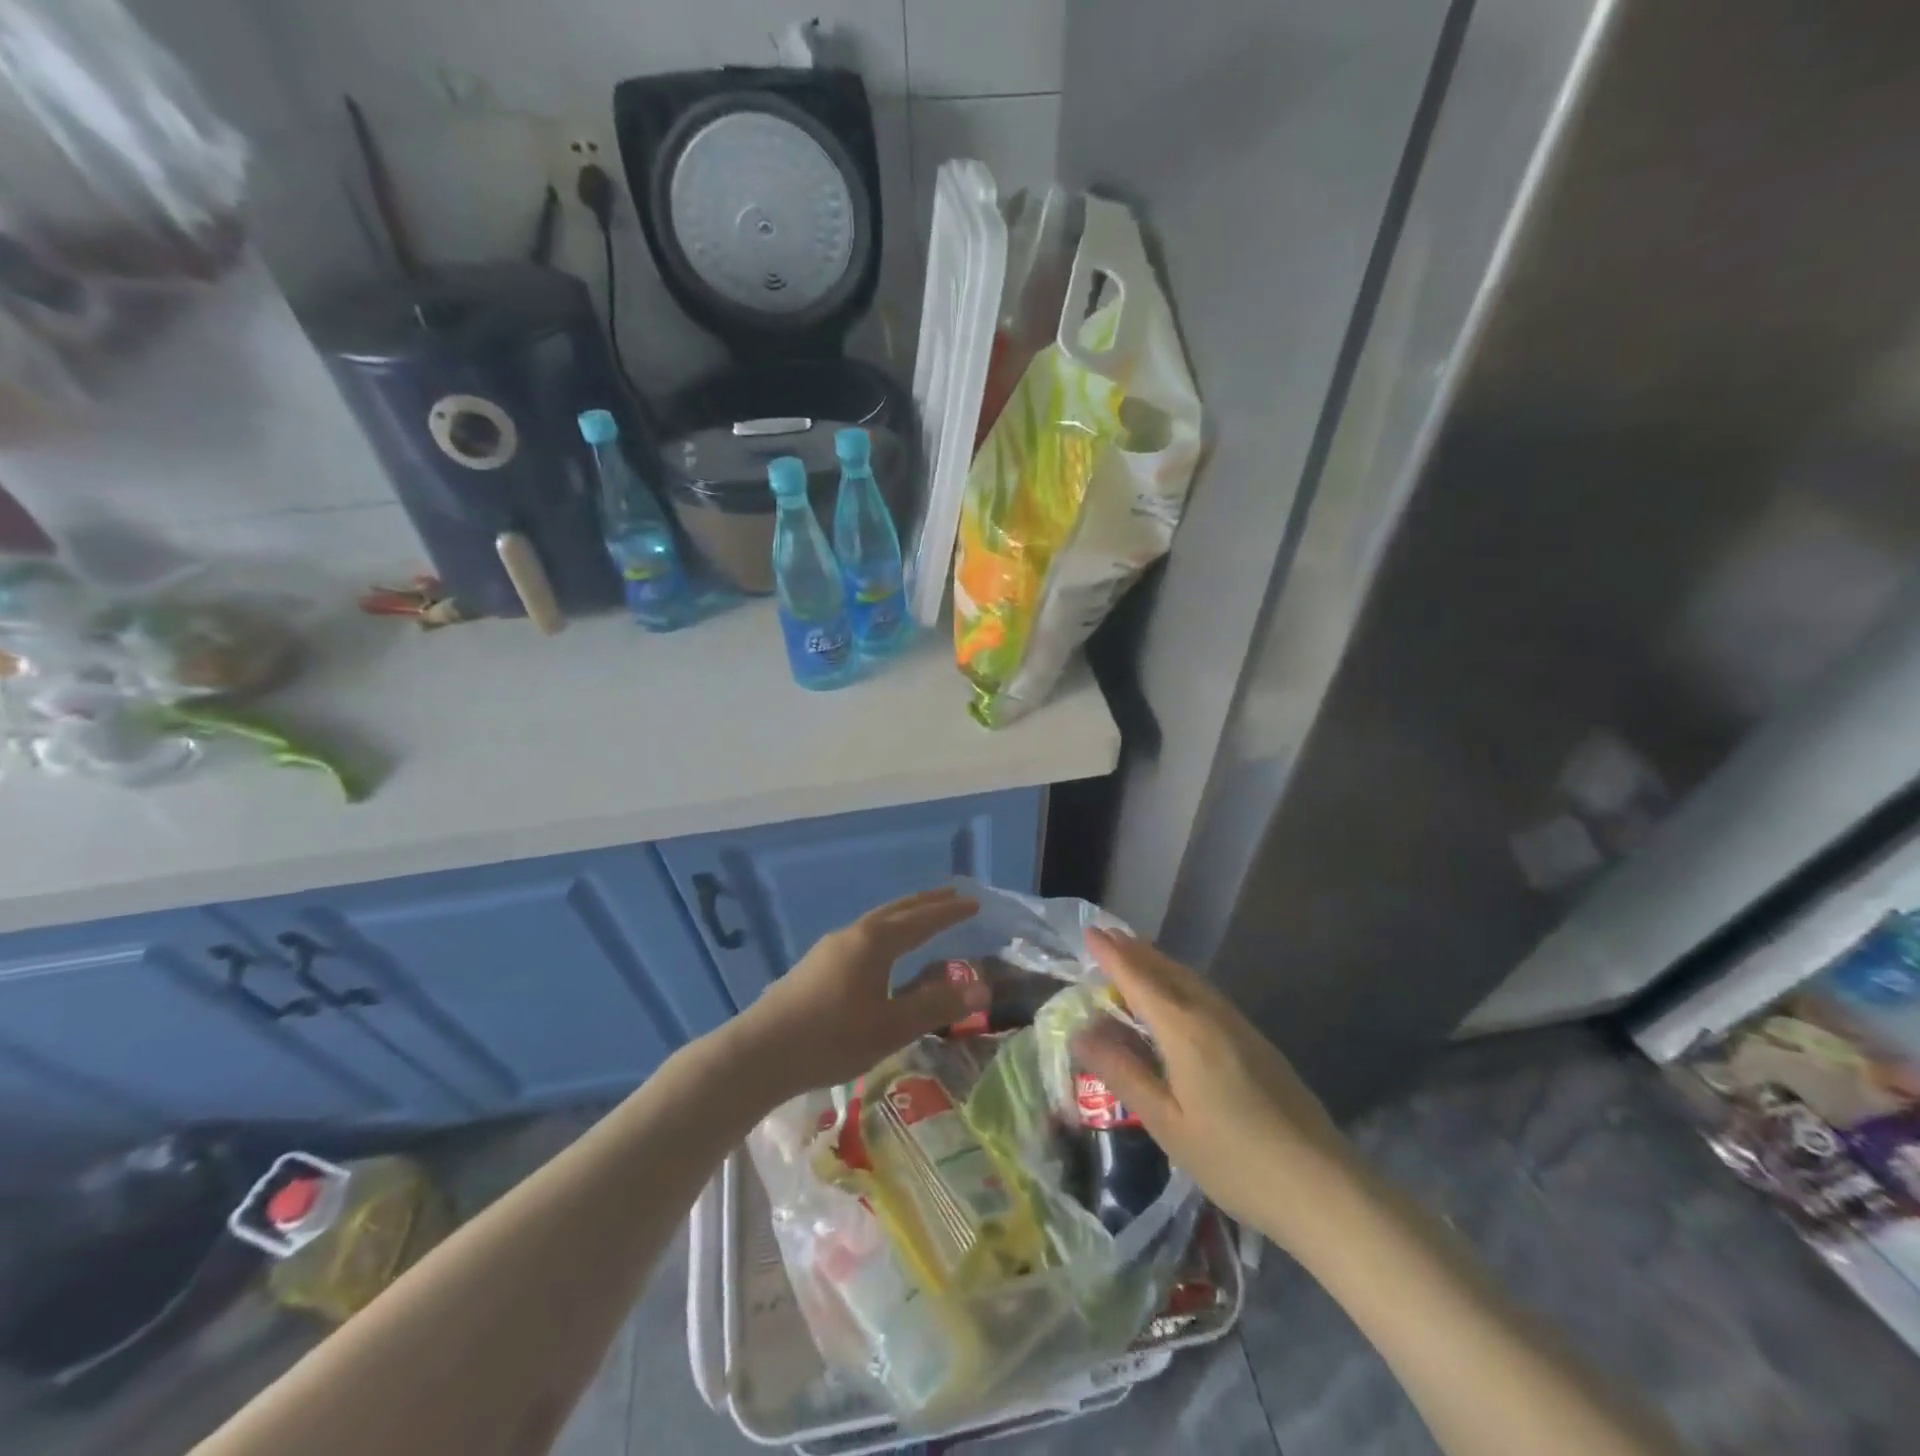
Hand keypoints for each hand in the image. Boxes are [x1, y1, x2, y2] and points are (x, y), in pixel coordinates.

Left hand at [735, 888, 986, 1099]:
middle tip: (953, 895)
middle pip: (897, 910)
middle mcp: (853, 934)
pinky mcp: (816, 964)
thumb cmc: (832, 1038)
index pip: (922, 920)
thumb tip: (982, 987)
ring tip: (922, 918)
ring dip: (904, 915)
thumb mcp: (891, 1027)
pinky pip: (863, 935)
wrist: (759, 1052)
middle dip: (927, 903)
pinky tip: (881, 951)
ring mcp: (830, 947)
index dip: (949, 912)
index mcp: (875, 942)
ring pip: (877, 921)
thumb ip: (936, 1006)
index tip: (974, 902)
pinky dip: (886, 930)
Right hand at [1074, 929, 1353, 1248]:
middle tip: (1106, 935)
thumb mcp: (1167, 1124)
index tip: (1090, 932)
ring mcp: (1239, 1026)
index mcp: (1185, 1031)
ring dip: (1158, 962)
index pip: (1139, 980)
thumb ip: (1123, 1073)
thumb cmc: (1236, 1161)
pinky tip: (1176, 994)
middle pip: (1167, 971)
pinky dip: (1179, 980)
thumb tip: (1080, 1033)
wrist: (1324, 1187)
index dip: (1112, 955)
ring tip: (1134, 953)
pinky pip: (1206, 994)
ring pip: (1190, 980)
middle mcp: (1211, 1016)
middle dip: (1134, 951)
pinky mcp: (1256, 1042)